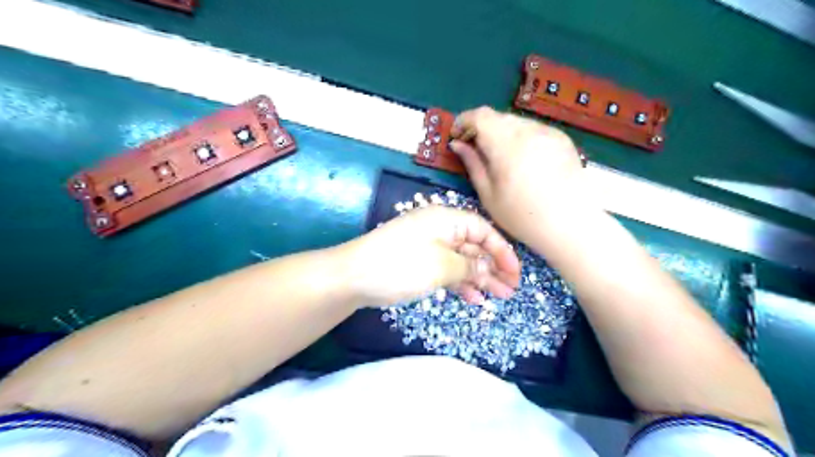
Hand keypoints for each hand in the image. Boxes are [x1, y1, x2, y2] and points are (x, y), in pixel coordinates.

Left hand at [340, 205, 517, 307]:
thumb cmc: (401, 265)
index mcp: (446, 219)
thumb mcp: (441, 266)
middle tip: (510, 290)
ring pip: (461, 260)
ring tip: (498, 297)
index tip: (515, 274)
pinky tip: (473, 299)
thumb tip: (489, 268)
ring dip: (479, 278)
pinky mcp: (418, 262)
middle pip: (474, 246)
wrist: (353, 276)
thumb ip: (469, 266)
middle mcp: (439, 229)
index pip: (483, 230)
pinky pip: (446, 270)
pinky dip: (460, 283)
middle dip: (493, 267)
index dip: (503, 251)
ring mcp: (428, 246)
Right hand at [449, 105, 589, 242]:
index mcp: (506, 144)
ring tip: (499, 157)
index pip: (479, 116)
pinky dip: (520, 137)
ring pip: (516, 122)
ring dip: (501, 132)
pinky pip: (533, 129)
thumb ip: (472, 164)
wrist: (570, 225)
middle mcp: (528, 130)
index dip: (464, 121)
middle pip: (497, 117)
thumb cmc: (522, 216)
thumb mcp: (488, 194)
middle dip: (481, 128)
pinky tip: (522, 160)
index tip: (457, 136)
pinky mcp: (561, 138)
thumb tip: (457, 145)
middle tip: (474, 149)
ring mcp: (548, 132)